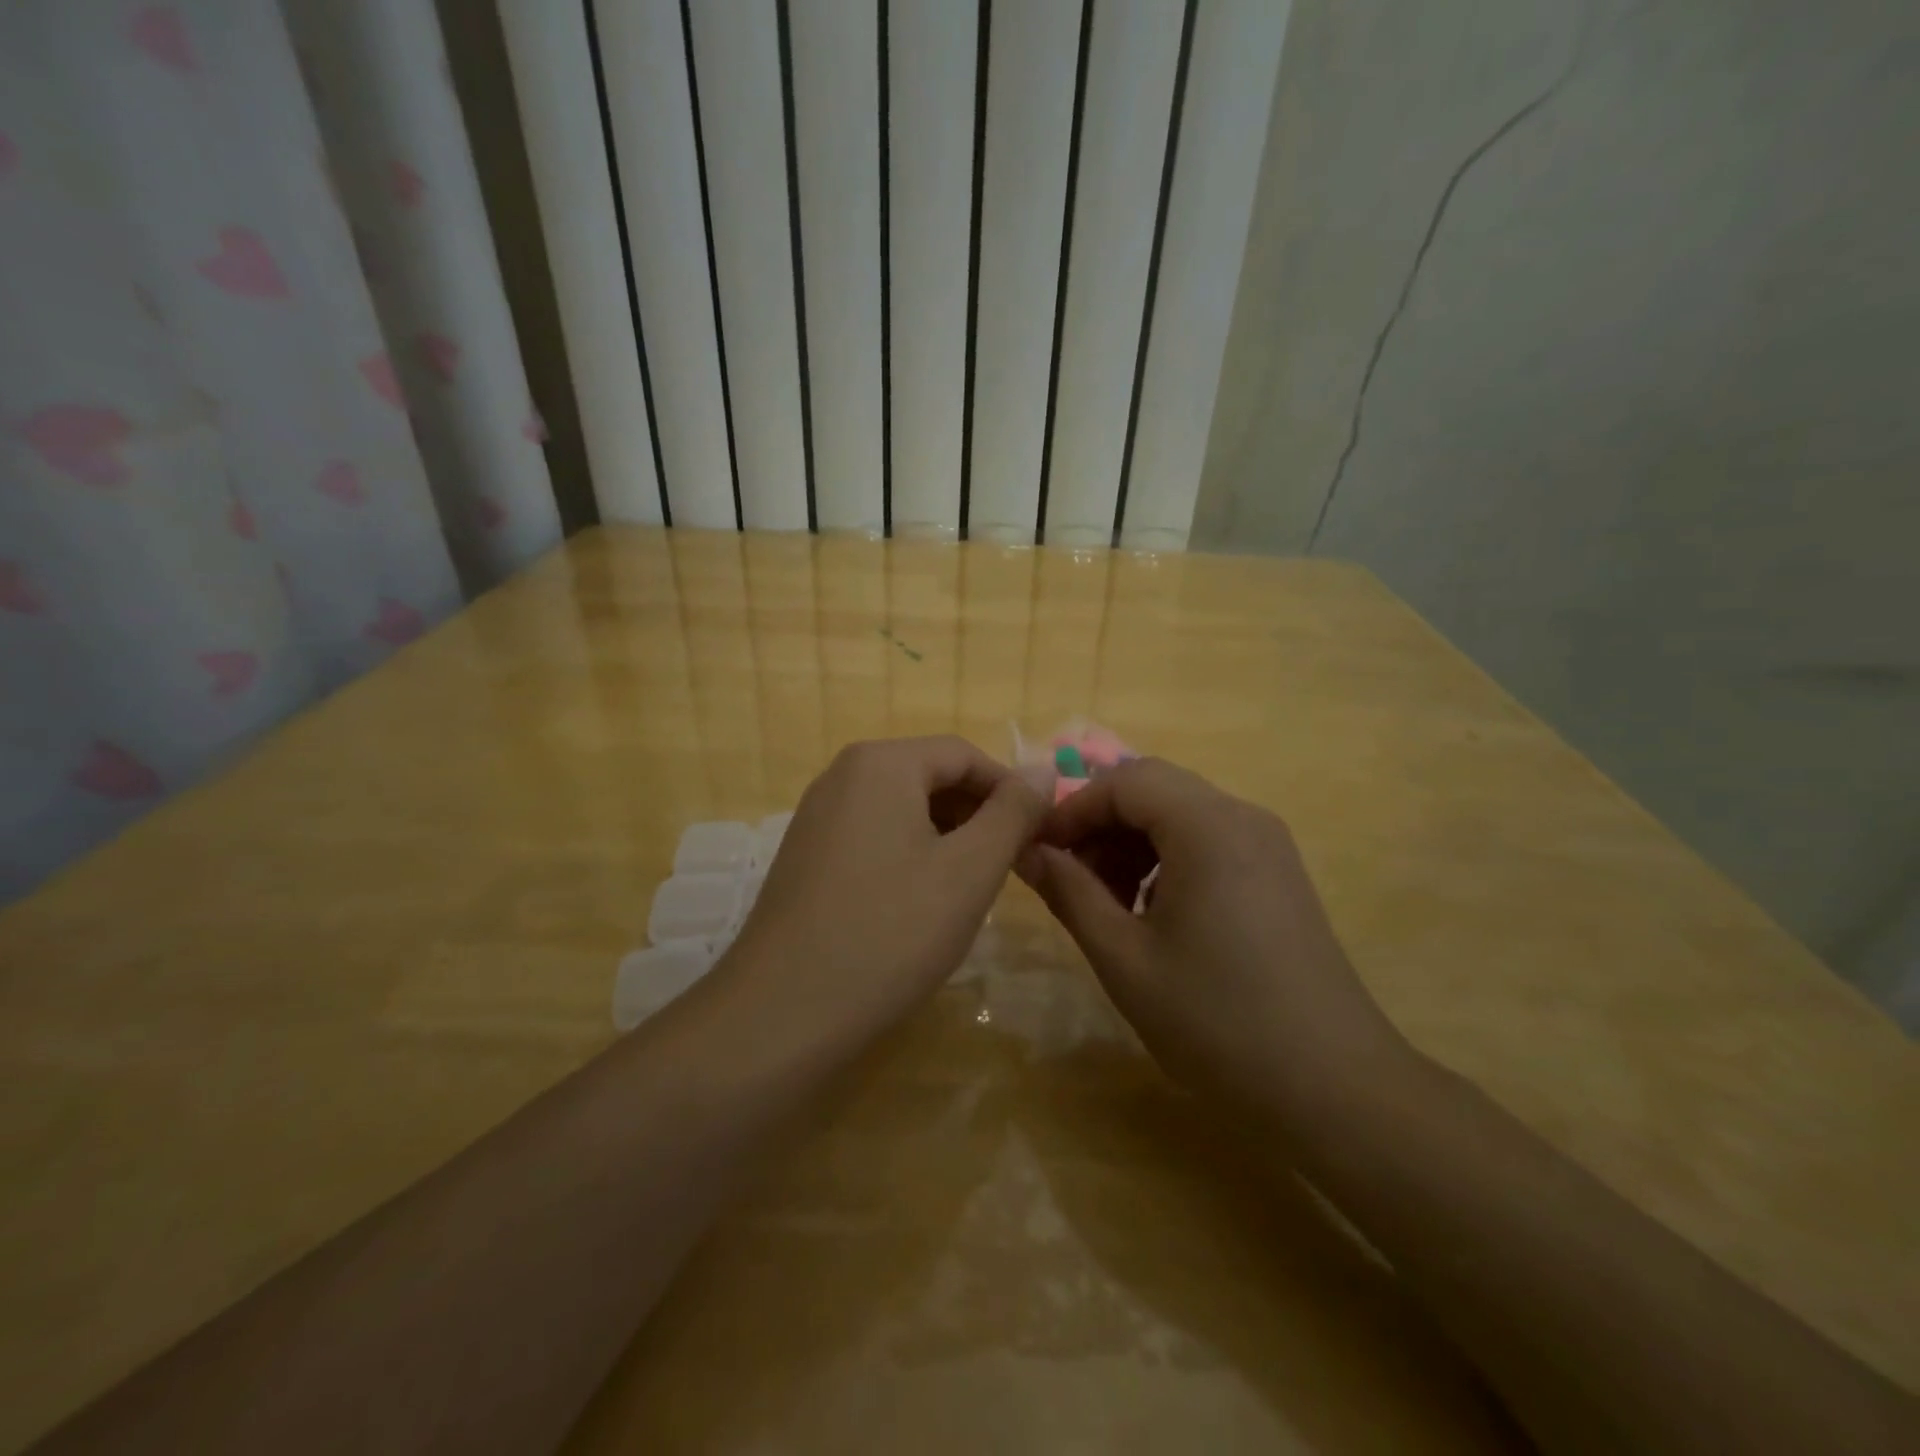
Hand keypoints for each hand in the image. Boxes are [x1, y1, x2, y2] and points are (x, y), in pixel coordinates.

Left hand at [721, 737, 1049, 1046]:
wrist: (783, 1013)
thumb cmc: (891, 932)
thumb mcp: (970, 870)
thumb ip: (1013, 813)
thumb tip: (1044, 770)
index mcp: (881, 763)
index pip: (964, 754)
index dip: (1010, 791)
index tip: (1038, 838)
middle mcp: (842, 776)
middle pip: (930, 777)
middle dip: (978, 816)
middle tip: (1010, 868)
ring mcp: (817, 816)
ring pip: (903, 809)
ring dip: (948, 838)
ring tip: (971, 890)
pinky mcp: (806, 855)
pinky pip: (874, 836)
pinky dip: (910, 856)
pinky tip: (921, 905)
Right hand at [1018, 758, 1413, 1120]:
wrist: (1334, 1088)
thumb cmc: (1217, 1021)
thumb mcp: (1124, 958)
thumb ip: (1069, 893)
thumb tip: (1026, 851)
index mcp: (1207, 826)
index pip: (1123, 781)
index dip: (1071, 810)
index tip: (1038, 854)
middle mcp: (1242, 817)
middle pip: (1153, 789)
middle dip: (1100, 824)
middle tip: (1069, 879)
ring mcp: (1268, 844)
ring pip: (1180, 813)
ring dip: (1131, 842)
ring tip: (1106, 903)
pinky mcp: (1278, 873)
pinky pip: (1208, 840)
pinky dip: (1166, 859)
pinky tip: (1152, 914)